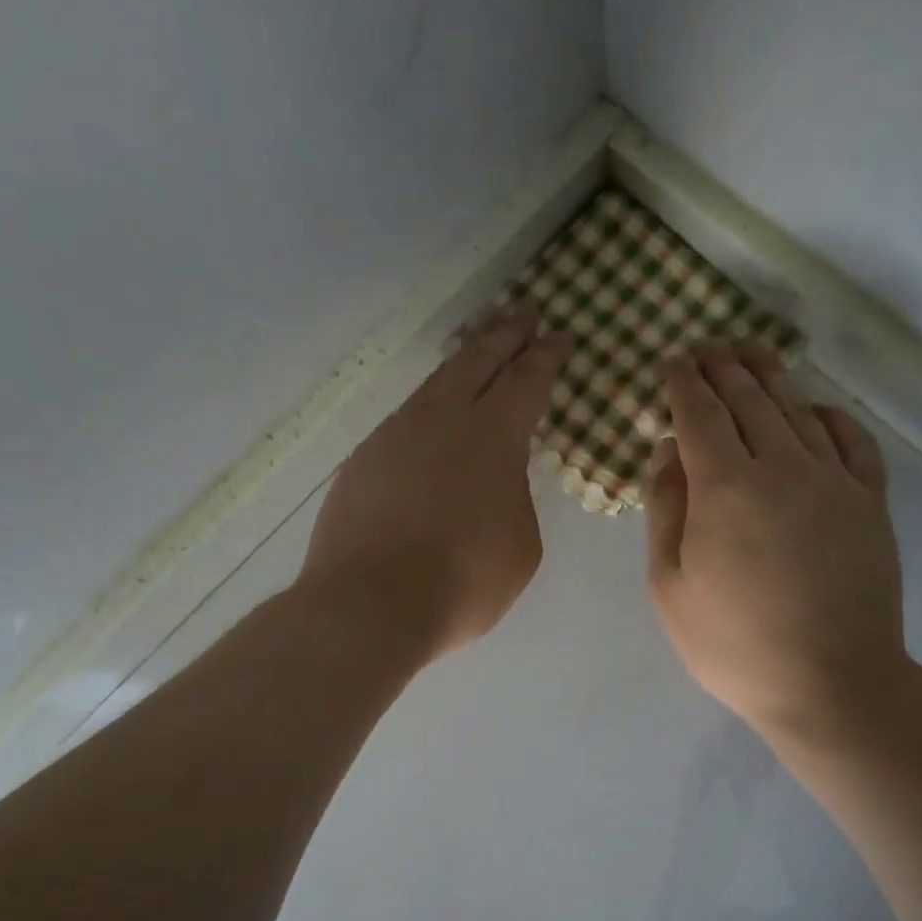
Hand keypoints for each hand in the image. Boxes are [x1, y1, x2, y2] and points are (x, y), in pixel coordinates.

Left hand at [301, 306, 570, 659]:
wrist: (369, 606)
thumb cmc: (462, 583)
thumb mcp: (520, 546)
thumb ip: (516, 500)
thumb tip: (498, 482)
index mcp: (493, 435)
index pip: (527, 379)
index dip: (547, 356)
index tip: (560, 337)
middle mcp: (441, 420)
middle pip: (476, 360)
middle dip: (505, 334)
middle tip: (522, 314)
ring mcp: (393, 436)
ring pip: (433, 387)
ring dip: (460, 367)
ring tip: (475, 360)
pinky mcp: (361, 462)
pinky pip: (402, 424)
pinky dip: (426, 415)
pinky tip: (428, 429)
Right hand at [645, 341, 908, 740]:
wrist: (828, 682)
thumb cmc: (731, 644)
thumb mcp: (670, 586)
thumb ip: (665, 511)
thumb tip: (667, 451)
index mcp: (724, 488)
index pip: (700, 414)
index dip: (682, 384)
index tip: (670, 364)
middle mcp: (781, 466)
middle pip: (749, 398)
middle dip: (722, 367)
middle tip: (704, 348)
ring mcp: (833, 480)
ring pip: (797, 409)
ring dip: (769, 377)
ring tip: (749, 356)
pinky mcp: (869, 501)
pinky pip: (850, 438)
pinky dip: (827, 414)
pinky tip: (813, 409)